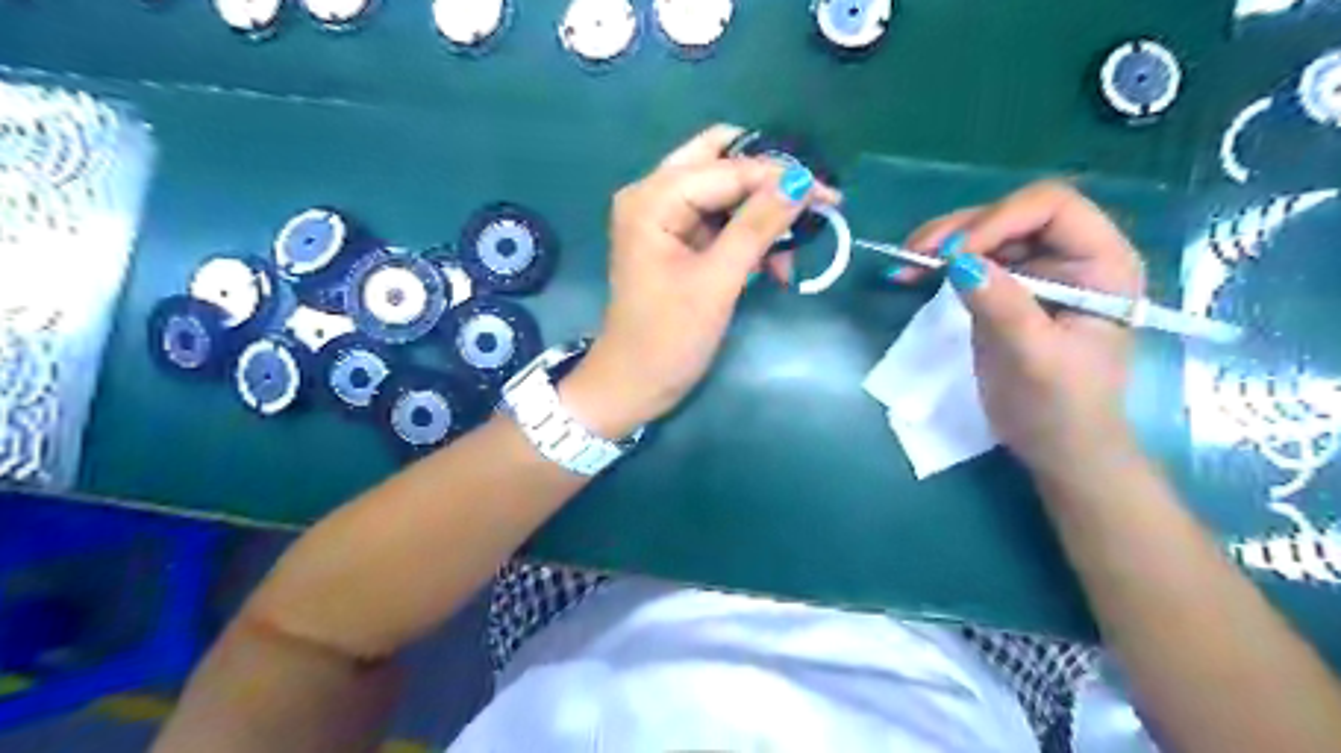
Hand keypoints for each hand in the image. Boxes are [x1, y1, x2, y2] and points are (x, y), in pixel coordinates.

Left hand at [562, 124, 835, 436]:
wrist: (634, 384)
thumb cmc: (669, 338)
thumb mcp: (717, 282)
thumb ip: (757, 227)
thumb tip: (801, 181)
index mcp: (653, 199)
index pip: (726, 168)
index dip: (779, 178)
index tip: (829, 195)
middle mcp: (653, 195)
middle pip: (721, 164)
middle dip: (768, 186)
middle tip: (810, 208)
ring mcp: (663, 218)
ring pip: (724, 193)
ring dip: (761, 218)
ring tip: (786, 260)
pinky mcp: (675, 241)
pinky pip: (719, 221)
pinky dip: (748, 237)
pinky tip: (770, 266)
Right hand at [900, 179, 1141, 480]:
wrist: (1057, 446)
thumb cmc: (1059, 407)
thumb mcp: (1033, 359)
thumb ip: (1003, 307)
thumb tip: (959, 263)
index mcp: (1101, 264)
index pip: (1052, 209)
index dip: (999, 220)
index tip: (953, 255)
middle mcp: (1072, 256)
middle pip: (1013, 215)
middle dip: (962, 230)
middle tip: (915, 254)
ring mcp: (1038, 271)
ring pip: (987, 233)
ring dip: (943, 243)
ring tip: (906, 261)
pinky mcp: (1009, 290)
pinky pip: (972, 262)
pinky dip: (940, 264)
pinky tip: (913, 273)